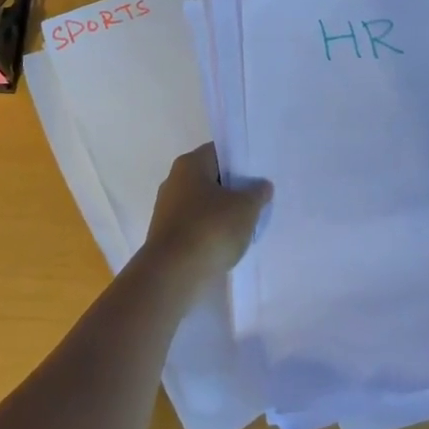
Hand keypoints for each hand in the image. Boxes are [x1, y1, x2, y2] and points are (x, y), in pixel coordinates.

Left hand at [144, 145, 270, 281]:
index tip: (259, 174)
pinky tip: (227, 244)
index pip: (220, 152)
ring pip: (203, 204)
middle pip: (211, 178)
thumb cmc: (210, 229)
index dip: (241, 161)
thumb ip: (257, 193)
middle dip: (233, 189)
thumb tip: (261, 186)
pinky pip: (195, 226)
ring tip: (246, 225)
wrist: (173, 276)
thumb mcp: (245, 208)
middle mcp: (174, 181)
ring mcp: (167, 210)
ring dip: (222, 213)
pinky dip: (210, 232)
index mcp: (190, 164)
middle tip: (258, 199)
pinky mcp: (167, 236)